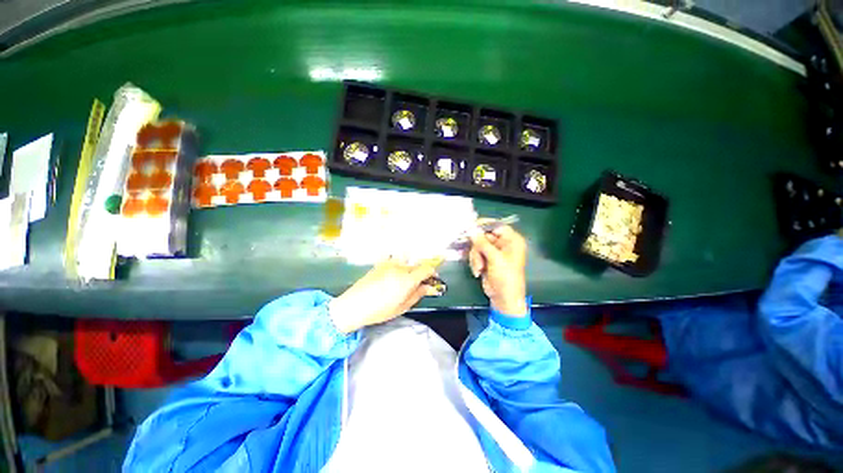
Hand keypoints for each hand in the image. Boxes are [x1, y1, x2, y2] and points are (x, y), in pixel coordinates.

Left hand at [329, 259, 439, 332]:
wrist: (354, 305)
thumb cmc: (379, 310)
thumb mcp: (402, 306)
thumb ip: (418, 294)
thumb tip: (430, 287)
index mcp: (407, 279)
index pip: (427, 269)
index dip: (432, 273)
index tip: (433, 280)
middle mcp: (400, 267)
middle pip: (417, 266)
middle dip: (421, 273)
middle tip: (418, 285)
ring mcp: (389, 264)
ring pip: (406, 263)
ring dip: (410, 270)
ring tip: (403, 282)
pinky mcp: (380, 264)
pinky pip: (394, 261)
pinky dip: (398, 266)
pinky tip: (392, 277)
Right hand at [468, 222, 527, 315]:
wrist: (504, 298)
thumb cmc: (505, 277)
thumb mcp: (495, 258)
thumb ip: (482, 243)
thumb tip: (471, 229)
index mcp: (511, 240)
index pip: (497, 226)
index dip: (484, 225)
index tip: (471, 227)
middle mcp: (503, 244)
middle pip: (484, 236)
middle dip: (477, 248)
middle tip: (476, 256)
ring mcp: (494, 252)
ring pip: (477, 246)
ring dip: (475, 257)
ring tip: (479, 268)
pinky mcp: (486, 259)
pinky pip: (475, 254)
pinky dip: (475, 262)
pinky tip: (478, 271)